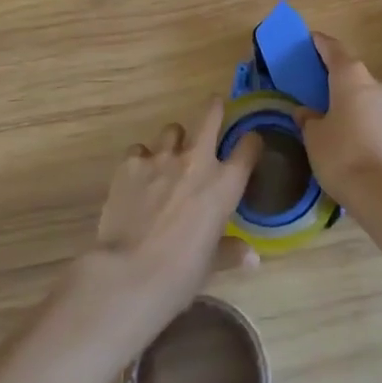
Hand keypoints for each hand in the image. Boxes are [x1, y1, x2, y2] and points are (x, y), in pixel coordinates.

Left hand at [66, 98, 262, 364]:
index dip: (251, 142)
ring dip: (173, 141)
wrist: (129, 274)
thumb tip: (252, 258)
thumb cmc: (180, 275)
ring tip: (168, 156)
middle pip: (210, 116)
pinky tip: (136, 177)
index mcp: (224, 185)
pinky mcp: (131, 163)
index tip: (249, 144)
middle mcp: (197, 161)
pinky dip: (140, 159)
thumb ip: (231, 252)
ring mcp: (161, 157)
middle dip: (214, 108)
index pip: (249, 147)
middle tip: (214, 107)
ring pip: (171, 130)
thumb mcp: (211, 266)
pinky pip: (139, 150)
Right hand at [298, 33, 381, 209]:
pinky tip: (357, 140)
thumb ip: (308, 119)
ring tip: (338, 118)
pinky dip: (367, 122)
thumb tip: (306, 112)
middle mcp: (375, 84)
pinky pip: (379, 118)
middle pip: (353, 73)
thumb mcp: (314, 137)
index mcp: (351, 77)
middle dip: (338, 78)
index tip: (312, 39)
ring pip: (368, 96)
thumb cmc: (341, 155)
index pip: (334, 49)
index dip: (321, 44)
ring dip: (354, 102)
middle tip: (320, 86)